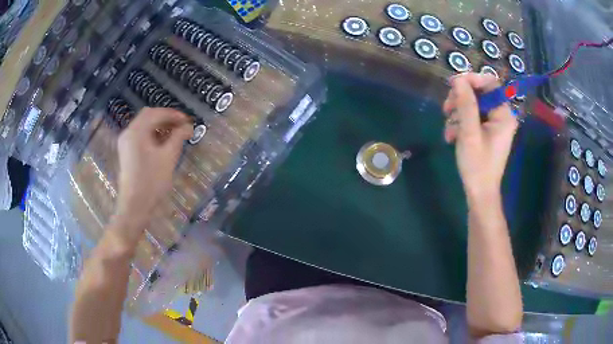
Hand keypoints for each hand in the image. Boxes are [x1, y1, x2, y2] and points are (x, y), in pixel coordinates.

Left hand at [113, 107, 193, 244]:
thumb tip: (188, 126)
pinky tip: (162, 143)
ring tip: (174, 135)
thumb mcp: (168, 157)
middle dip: (166, 118)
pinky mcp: (126, 152)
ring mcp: (125, 143)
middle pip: (148, 116)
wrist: (135, 206)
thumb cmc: (152, 181)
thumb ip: (178, 137)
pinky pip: (140, 136)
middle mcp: (128, 132)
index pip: (156, 113)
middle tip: (181, 126)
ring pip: (144, 126)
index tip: (188, 121)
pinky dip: (152, 135)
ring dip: (159, 126)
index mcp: (136, 131)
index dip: (173, 114)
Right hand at [443, 73, 517, 201]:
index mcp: (504, 114)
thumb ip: (465, 104)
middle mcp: (501, 115)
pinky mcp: (486, 131)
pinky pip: (471, 117)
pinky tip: (452, 136)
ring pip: (472, 104)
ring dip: (457, 114)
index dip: (471, 79)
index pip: (489, 83)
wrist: (479, 193)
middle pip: (478, 92)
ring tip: (449, 131)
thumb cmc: (478, 165)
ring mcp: (493, 123)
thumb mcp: (469, 133)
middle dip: (460, 99)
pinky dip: (459, 124)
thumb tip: (458, 79)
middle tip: (446, 109)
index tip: (453, 84)